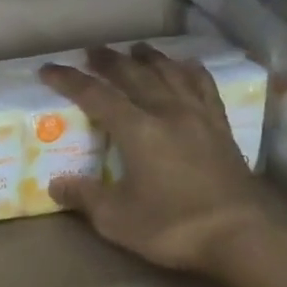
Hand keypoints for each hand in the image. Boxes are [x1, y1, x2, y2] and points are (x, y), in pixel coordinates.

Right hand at [39, 44, 286, 286]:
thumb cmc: (171, 228)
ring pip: (171, 74)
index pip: (96, 96)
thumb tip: (56, 184)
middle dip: (109, 61)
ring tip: (137, 49)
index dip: (69, 80)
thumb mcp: (116, 219)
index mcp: (137, 131)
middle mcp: (167, 113)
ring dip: (150, 58)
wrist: (238, 237)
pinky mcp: (221, 128)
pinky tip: (187, 66)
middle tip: (92, 51)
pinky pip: (205, 88)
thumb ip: (85, 197)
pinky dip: (192, 71)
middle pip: (134, 75)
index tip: (48, 70)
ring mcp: (199, 117)